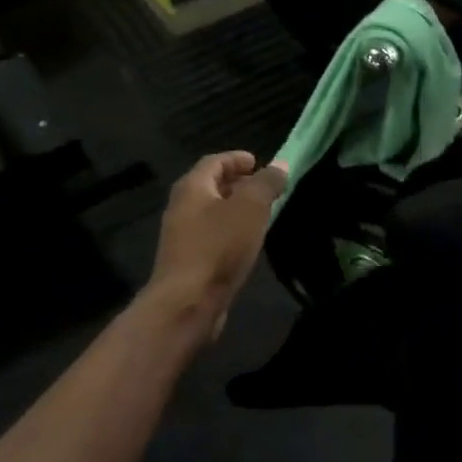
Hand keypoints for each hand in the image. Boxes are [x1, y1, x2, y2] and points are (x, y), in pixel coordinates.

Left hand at [145, 152, 288, 336]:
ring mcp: (182, 236)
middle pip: (210, 186)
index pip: (214, 161)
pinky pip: (211, 236)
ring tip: (261, 214)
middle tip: (263, 188)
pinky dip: (230, 231)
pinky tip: (246, 244)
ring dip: (234, 209)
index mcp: (192, 187)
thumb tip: (280, 165)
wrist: (187, 302)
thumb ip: (266, 183)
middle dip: (237, 183)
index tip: (258, 162)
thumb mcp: (251, 208)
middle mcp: (181, 207)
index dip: (236, 158)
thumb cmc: (219, 247)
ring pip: (211, 213)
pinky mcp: (187, 262)